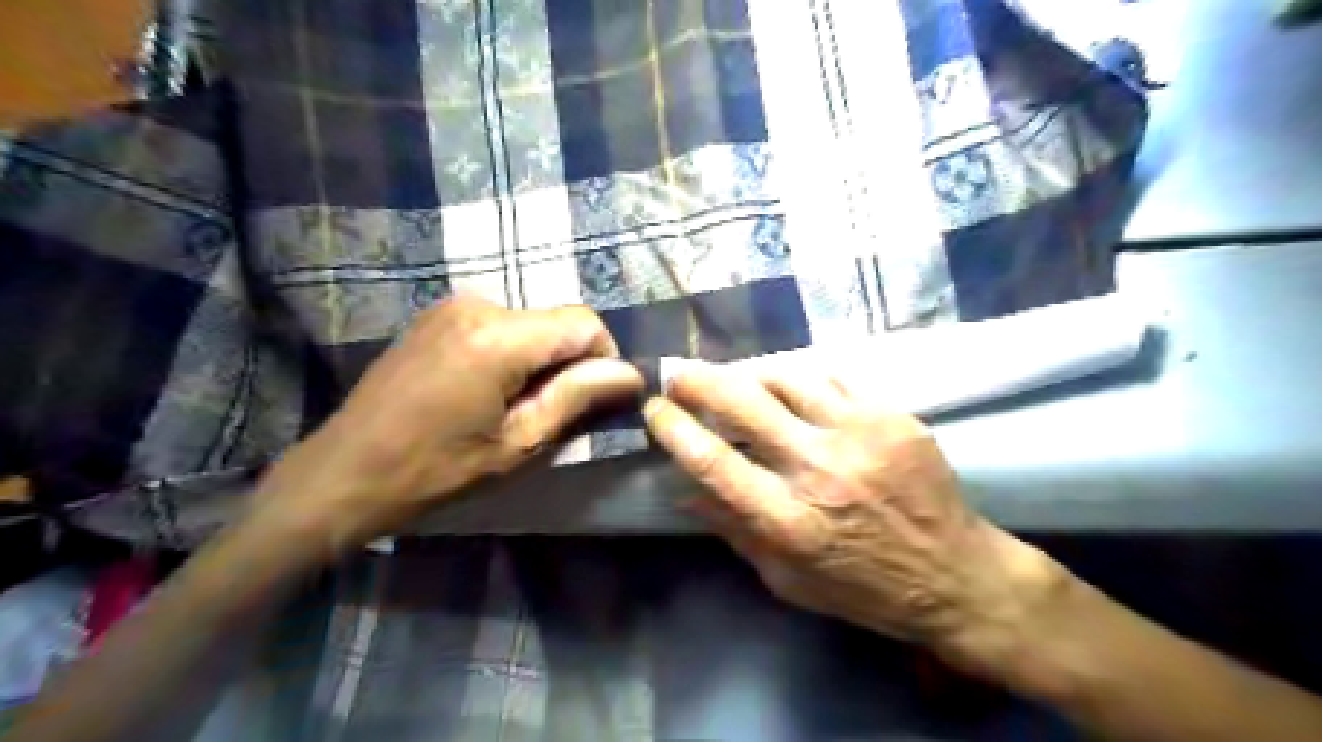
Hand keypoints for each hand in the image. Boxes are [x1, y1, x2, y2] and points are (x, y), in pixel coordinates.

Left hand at [252, 295, 645, 550]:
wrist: (343, 473)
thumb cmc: (435, 470)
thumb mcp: (518, 444)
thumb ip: (578, 398)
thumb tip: (630, 374)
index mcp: (499, 336)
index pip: (585, 323)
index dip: (604, 359)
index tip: (594, 401)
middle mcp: (477, 304)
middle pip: (558, 321)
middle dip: (570, 364)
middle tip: (549, 415)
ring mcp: (452, 306)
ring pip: (532, 324)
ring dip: (541, 362)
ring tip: (514, 408)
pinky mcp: (438, 317)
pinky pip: (501, 326)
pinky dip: (513, 354)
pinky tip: (487, 392)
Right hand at [645, 365, 1065, 672]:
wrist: (956, 576)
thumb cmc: (862, 588)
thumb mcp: (786, 580)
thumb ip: (734, 531)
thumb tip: (684, 492)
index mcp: (788, 521)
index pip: (712, 461)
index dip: (675, 428)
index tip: (655, 409)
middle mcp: (820, 470)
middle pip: (743, 404)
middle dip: (698, 380)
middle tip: (679, 372)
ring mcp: (861, 436)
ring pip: (787, 378)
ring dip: (751, 375)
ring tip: (739, 381)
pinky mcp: (893, 418)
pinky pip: (833, 380)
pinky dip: (802, 382)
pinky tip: (795, 391)